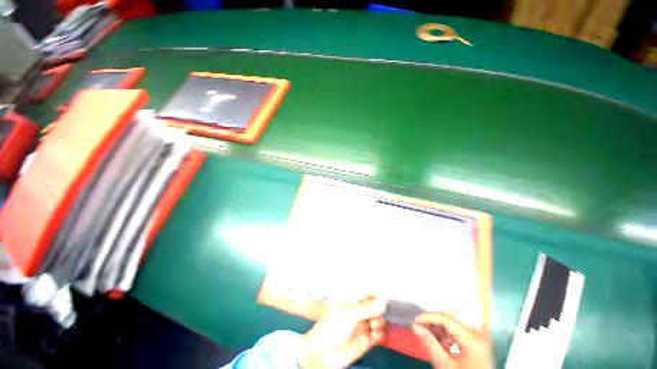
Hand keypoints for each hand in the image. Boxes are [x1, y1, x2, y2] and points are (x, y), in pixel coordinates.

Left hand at [296, 296, 386, 368]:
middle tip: (377, 314)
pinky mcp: (366, 340)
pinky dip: (379, 334)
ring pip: (379, 319)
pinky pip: (378, 335)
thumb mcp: (349, 314)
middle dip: (380, 309)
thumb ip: (367, 308)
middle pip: (376, 306)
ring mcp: (363, 325)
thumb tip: (384, 299)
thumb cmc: (332, 327)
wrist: (323, 353)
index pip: (367, 292)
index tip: (386, 296)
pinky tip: (373, 336)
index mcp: (352, 300)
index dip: (377, 293)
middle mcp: (359, 311)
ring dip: (380, 322)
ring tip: (373, 326)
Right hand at [412, 312, 491, 368]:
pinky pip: (459, 331)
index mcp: (473, 339)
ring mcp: (479, 339)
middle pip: (452, 317)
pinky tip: (440, 341)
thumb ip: (430, 344)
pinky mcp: (477, 343)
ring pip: (454, 323)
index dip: (429, 317)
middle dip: (435, 321)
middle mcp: (478, 335)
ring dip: (439, 327)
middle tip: (422, 326)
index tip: (416, 320)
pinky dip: (447, 334)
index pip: (447, 319)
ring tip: (429, 334)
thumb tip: (416, 327)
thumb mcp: (445, 365)